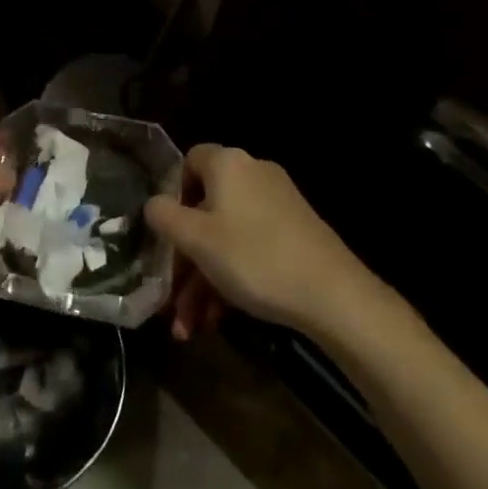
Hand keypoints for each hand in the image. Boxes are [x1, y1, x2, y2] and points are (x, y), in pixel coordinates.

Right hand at [146, 144, 379, 338]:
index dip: (170, 195)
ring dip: (203, 280)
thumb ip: (164, 216)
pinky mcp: (295, 233)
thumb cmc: (253, 257)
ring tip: (190, 327)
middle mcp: (252, 174)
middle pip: (204, 210)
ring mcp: (277, 204)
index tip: (163, 233)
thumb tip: (153, 204)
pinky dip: (231, 277)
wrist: (334, 295)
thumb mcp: (196, 239)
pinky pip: (250, 247)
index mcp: (228, 164)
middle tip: (172, 298)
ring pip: (225, 237)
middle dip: (184, 260)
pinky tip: (219, 319)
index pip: (188, 162)